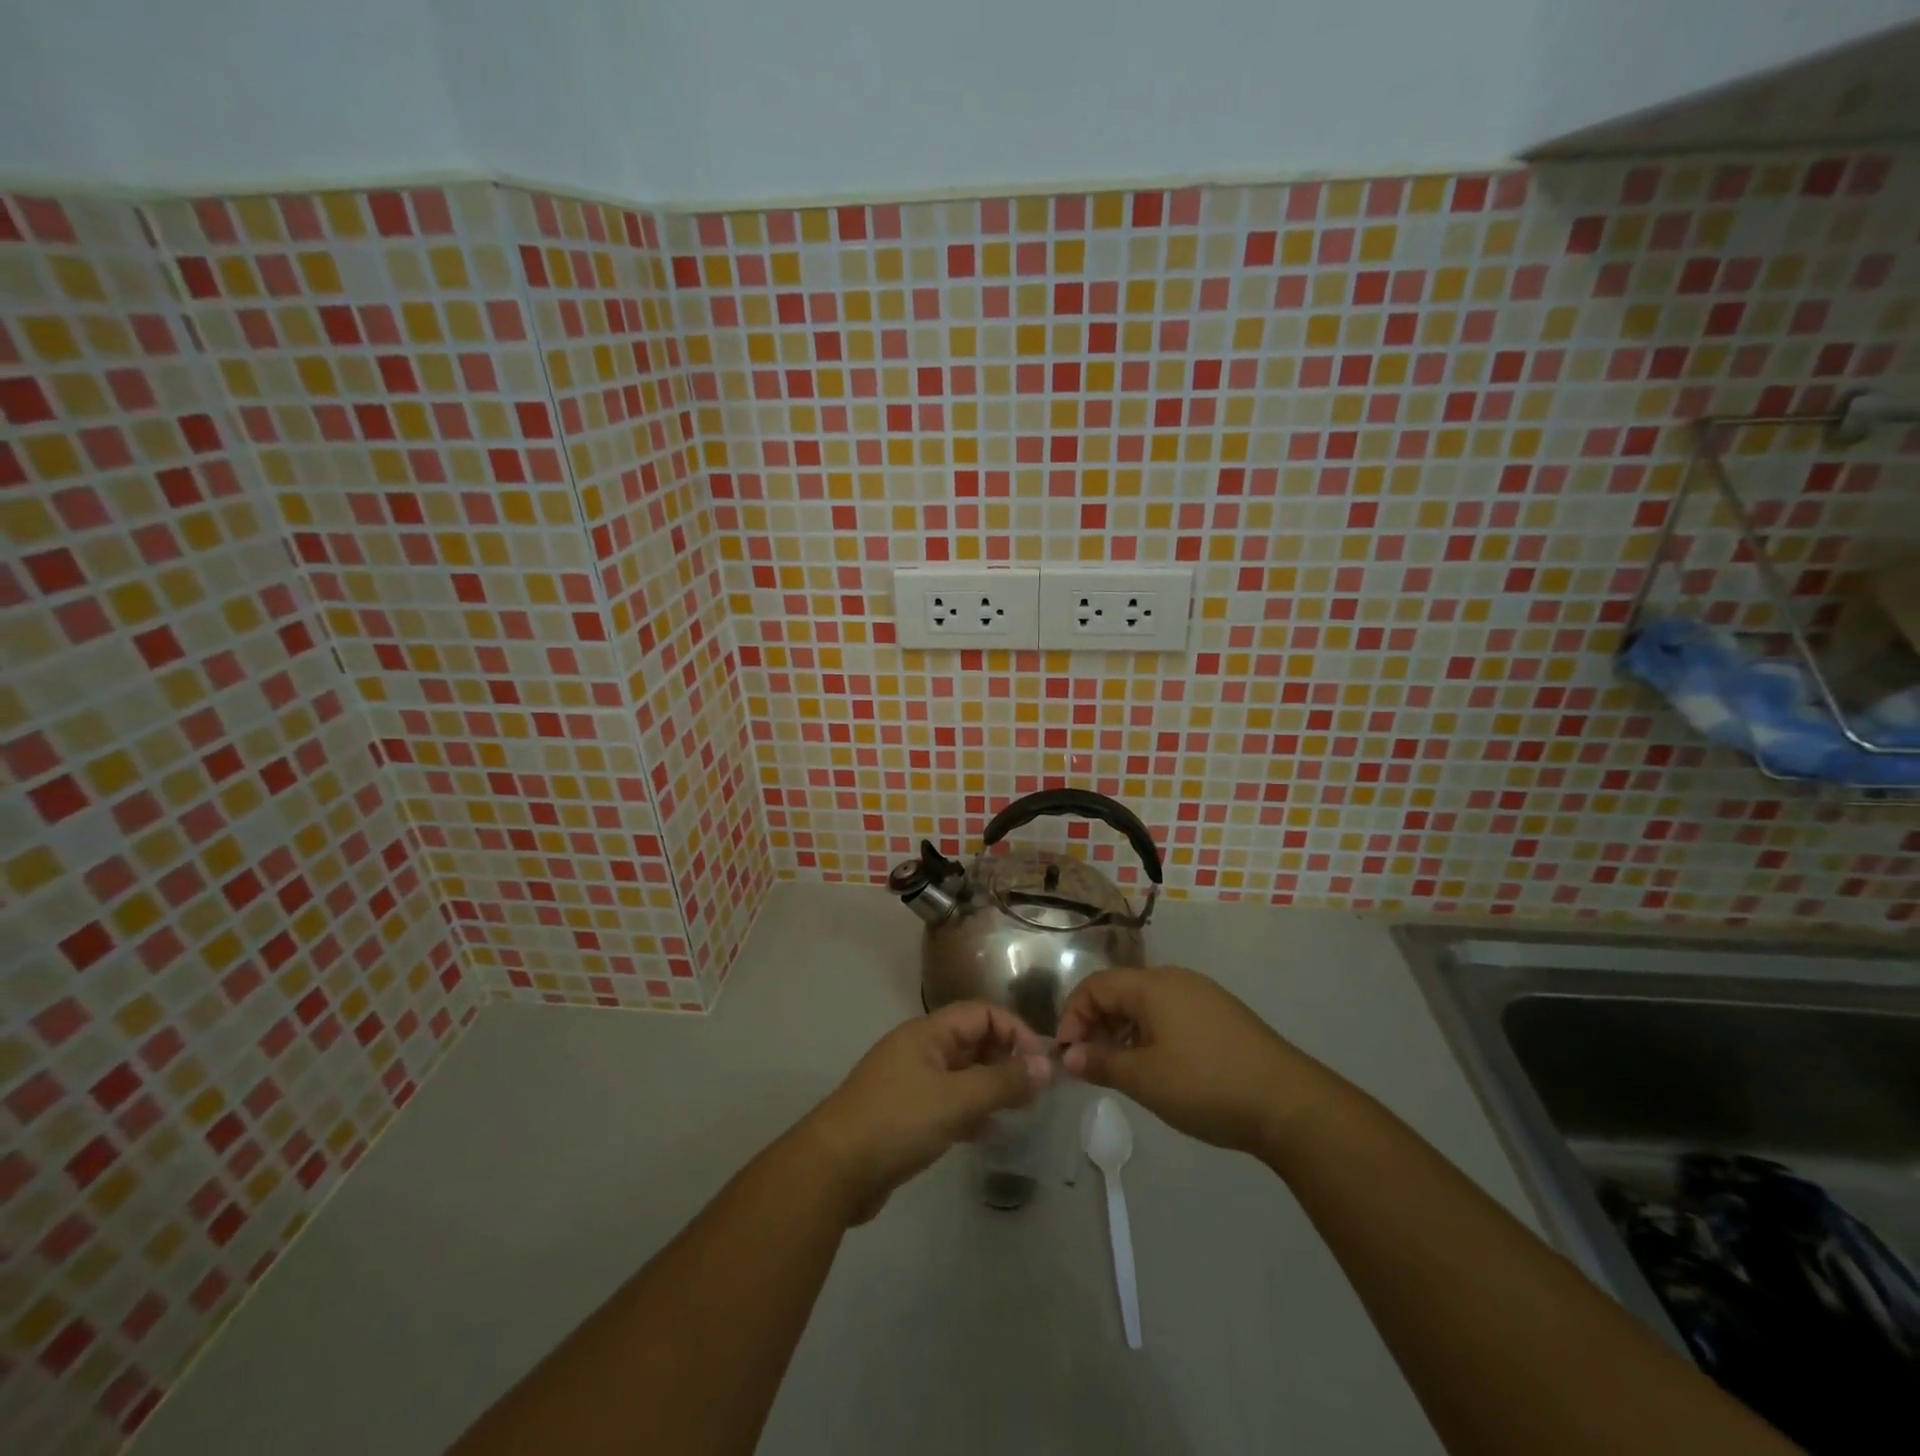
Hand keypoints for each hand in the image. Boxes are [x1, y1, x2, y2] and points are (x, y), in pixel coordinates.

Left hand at [800, 1002, 1053, 1222]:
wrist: (834, 1170)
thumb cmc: (898, 1122)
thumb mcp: (956, 1100)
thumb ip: (1003, 1081)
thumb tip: (1046, 1065)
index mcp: (928, 1033)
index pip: (981, 1013)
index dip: (1014, 1031)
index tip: (1041, 1063)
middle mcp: (920, 1050)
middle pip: (972, 1041)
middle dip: (1006, 1060)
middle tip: (1035, 1092)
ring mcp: (911, 1082)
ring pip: (962, 1074)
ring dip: (991, 1087)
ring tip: (1020, 1111)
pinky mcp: (906, 1115)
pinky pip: (949, 1102)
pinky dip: (971, 1111)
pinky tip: (989, 1133)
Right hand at [1056, 966, 1324, 1156]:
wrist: (1289, 1104)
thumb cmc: (1206, 1085)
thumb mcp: (1145, 1079)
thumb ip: (1100, 1063)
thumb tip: (1069, 1056)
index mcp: (1152, 985)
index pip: (1095, 986)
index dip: (1073, 1017)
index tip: (1067, 1055)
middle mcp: (1175, 979)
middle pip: (1120, 991)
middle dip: (1096, 1024)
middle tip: (1090, 1065)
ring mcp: (1202, 995)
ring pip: (1145, 1004)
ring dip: (1122, 1032)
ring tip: (1120, 1070)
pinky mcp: (1221, 1015)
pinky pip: (1170, 1014)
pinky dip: (1150, 1034)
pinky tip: (1157, 1067)